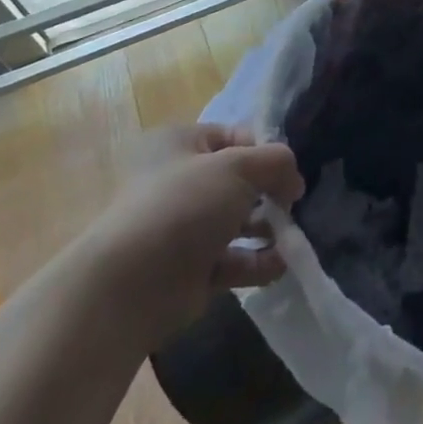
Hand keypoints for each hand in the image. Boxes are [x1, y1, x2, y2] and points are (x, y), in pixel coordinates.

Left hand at [84, 124, 304, 347]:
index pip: (234, 136)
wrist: (130, 287)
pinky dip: (256, 262)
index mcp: (180, 144)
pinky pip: (231, 260)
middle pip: (237, 181)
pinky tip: (280, 265)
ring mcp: (182, 229)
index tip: (288, 171)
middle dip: (269, 192)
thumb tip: (293, 181)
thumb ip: (276, 162)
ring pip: (236, 221)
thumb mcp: (239, 167)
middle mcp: (178, 182)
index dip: (265, 150)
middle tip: (292, 206)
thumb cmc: (184, 206)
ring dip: (267, 228)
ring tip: (292, 237)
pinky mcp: (188, 271)